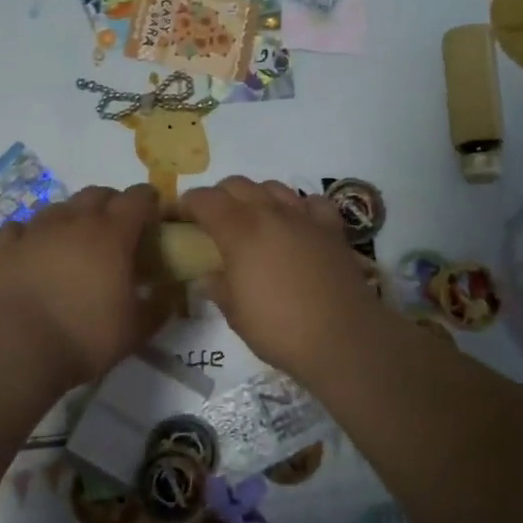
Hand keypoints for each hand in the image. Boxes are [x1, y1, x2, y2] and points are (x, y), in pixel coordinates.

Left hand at [0, 184, 167, 388]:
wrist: (17, 347)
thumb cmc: (86, 336)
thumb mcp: (137, 330)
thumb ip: (158, 307)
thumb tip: (168, 295)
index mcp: (113, 234)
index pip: (138, 198)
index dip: (149, 201)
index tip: (153, 215)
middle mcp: (75, 221)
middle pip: (97, 193)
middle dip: (112, 204)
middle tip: (117, 230)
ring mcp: (36, 230)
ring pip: (59, 206)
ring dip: (73, 217)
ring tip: (76, 241)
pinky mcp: (6, 248)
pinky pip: (20, 228)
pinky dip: (30, 234)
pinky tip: (33, 250)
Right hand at [180, 177, 381, 380]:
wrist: (343, 338)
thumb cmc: (280, 329)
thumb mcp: (236, 314)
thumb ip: (218, 287)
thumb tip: (208, 276)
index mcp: (239, 231)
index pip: (204, 199)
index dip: (187, 204)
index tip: (179, 217)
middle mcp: (270, 213)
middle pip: (237, 185)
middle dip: (219, 196)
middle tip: (212, 220)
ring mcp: (304, 217)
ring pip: (273, 187)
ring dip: (256, 196)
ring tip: (253, 219)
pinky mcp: (332, 229)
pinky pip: (311, 202)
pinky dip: (298, 207)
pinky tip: (296, 224)